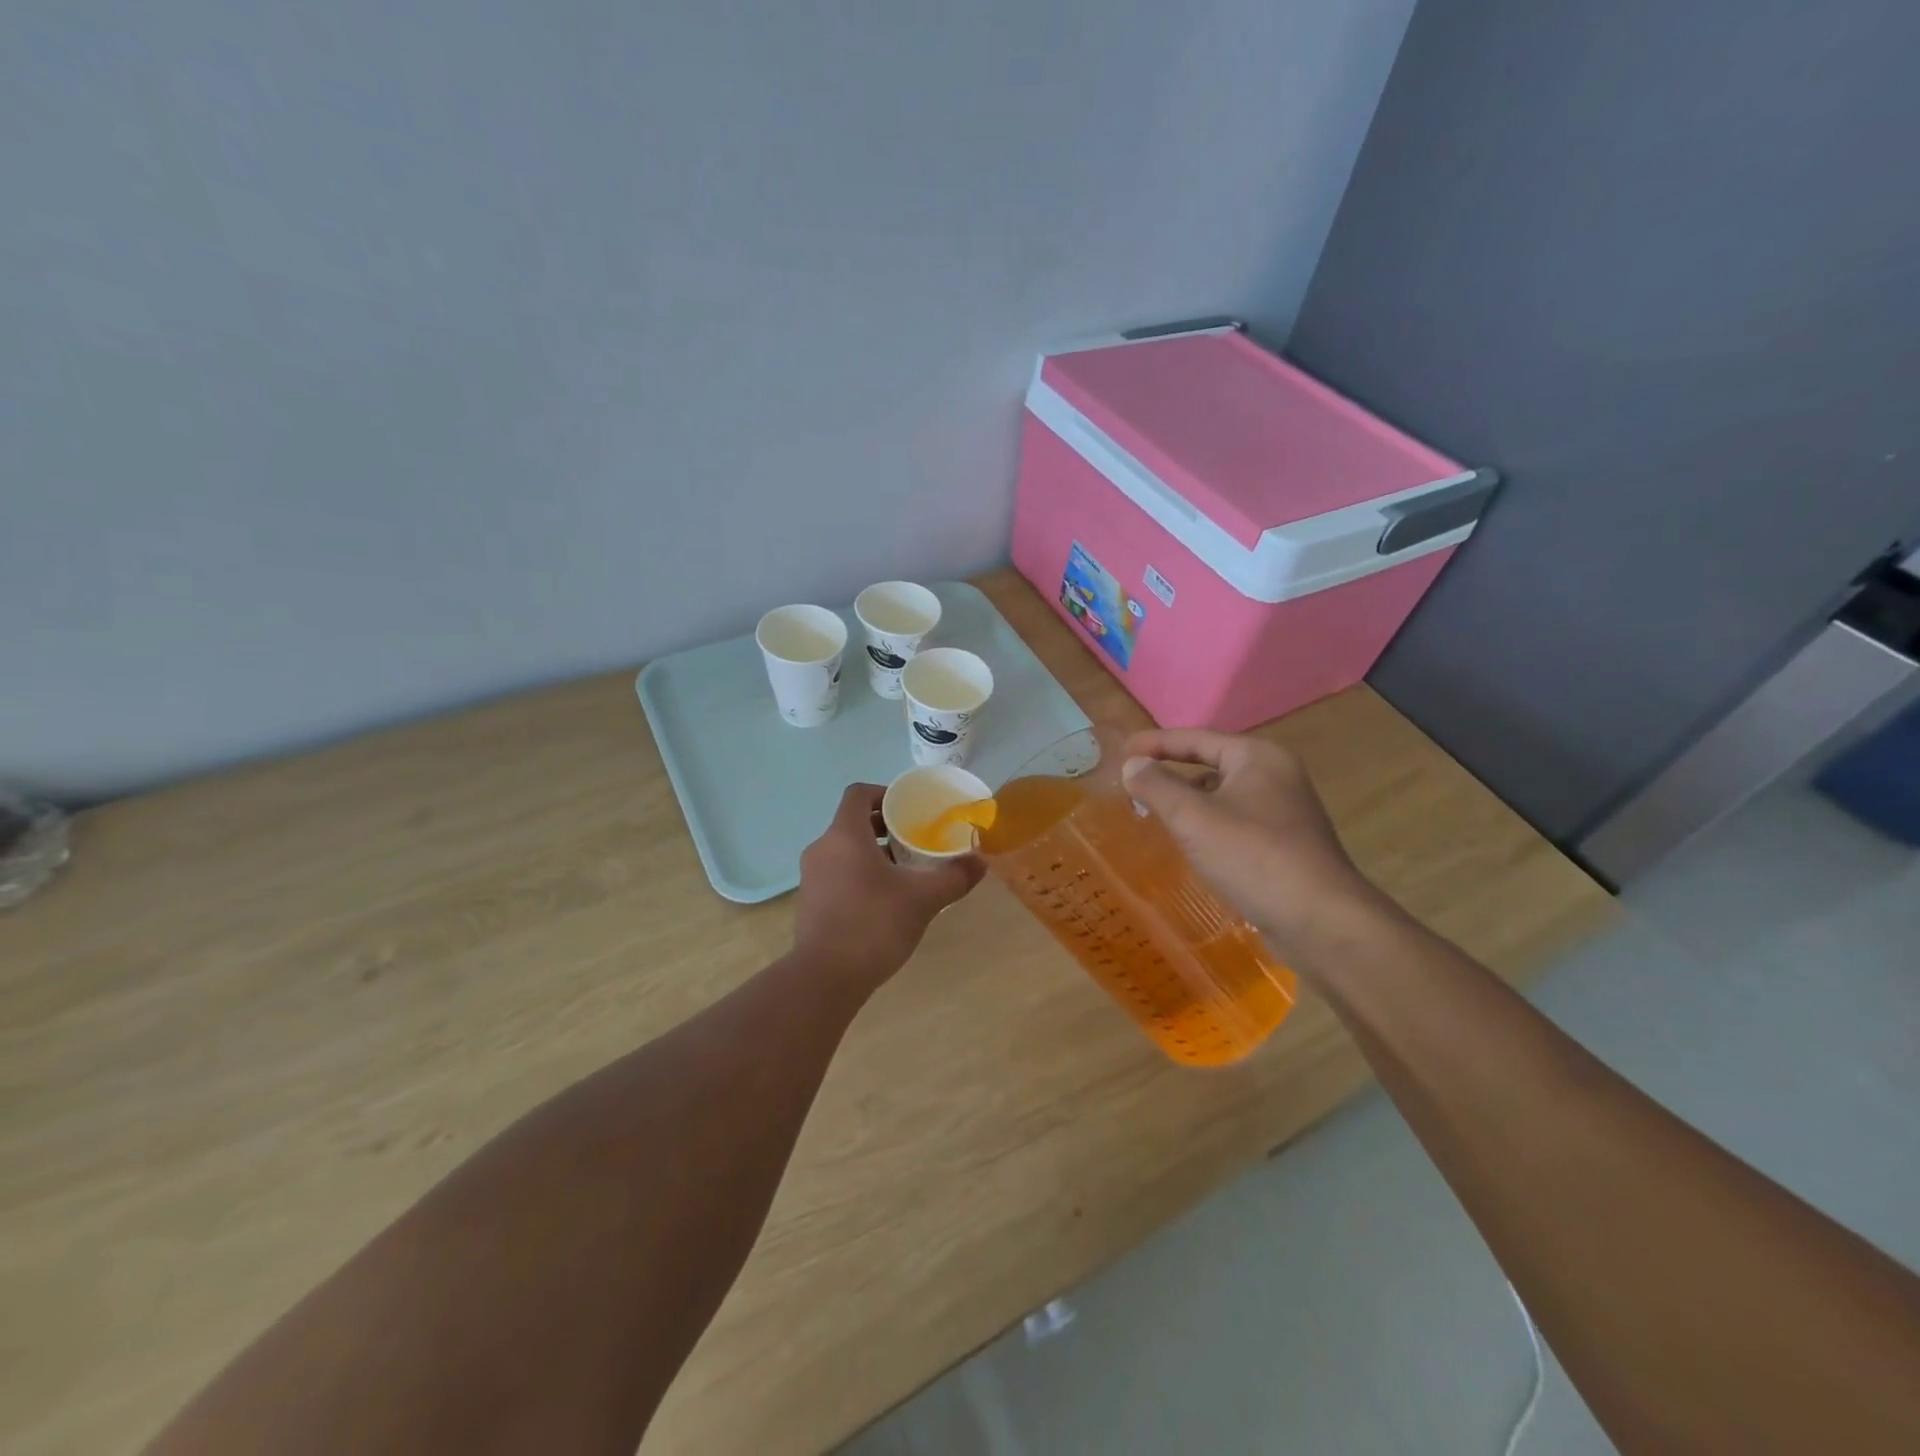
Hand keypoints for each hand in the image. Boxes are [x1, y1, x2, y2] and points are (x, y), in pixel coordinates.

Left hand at [794, 784, 985, 990]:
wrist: (825, 978)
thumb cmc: (873, 924)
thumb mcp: (923, 898)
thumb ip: (954, 877)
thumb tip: (980, 861)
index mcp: (844, 836)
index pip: (859, 794)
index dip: (885, 794)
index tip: (909, 808)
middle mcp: (822, 849)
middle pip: (852, 823)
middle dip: (884, 828)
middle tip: (914, 841)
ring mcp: (811, 878)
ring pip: (844, 851)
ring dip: (872, 854)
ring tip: (904, 873)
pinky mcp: (809, 904)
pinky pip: (836, 875)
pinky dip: (858, 877)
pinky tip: (883, 903)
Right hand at [1121, 729, 1374, 954]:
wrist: (1320, 920)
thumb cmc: (1253, 857)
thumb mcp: (1194, 818)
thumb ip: (1157, 786)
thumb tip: (1133, 764)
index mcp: (1258, 757)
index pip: (1197, 739)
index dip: (1157, 743)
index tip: (1122, 749)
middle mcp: (1276, 775)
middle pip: (1212, 763)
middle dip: (1172, 771)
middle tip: (1135, 781)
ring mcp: (1285, 811)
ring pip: (1224, 794)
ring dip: (1189, 800)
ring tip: (1155, 812)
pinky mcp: (1286, 843)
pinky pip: (1236, 821)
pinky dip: (1208, 824)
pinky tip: (1191, 843)